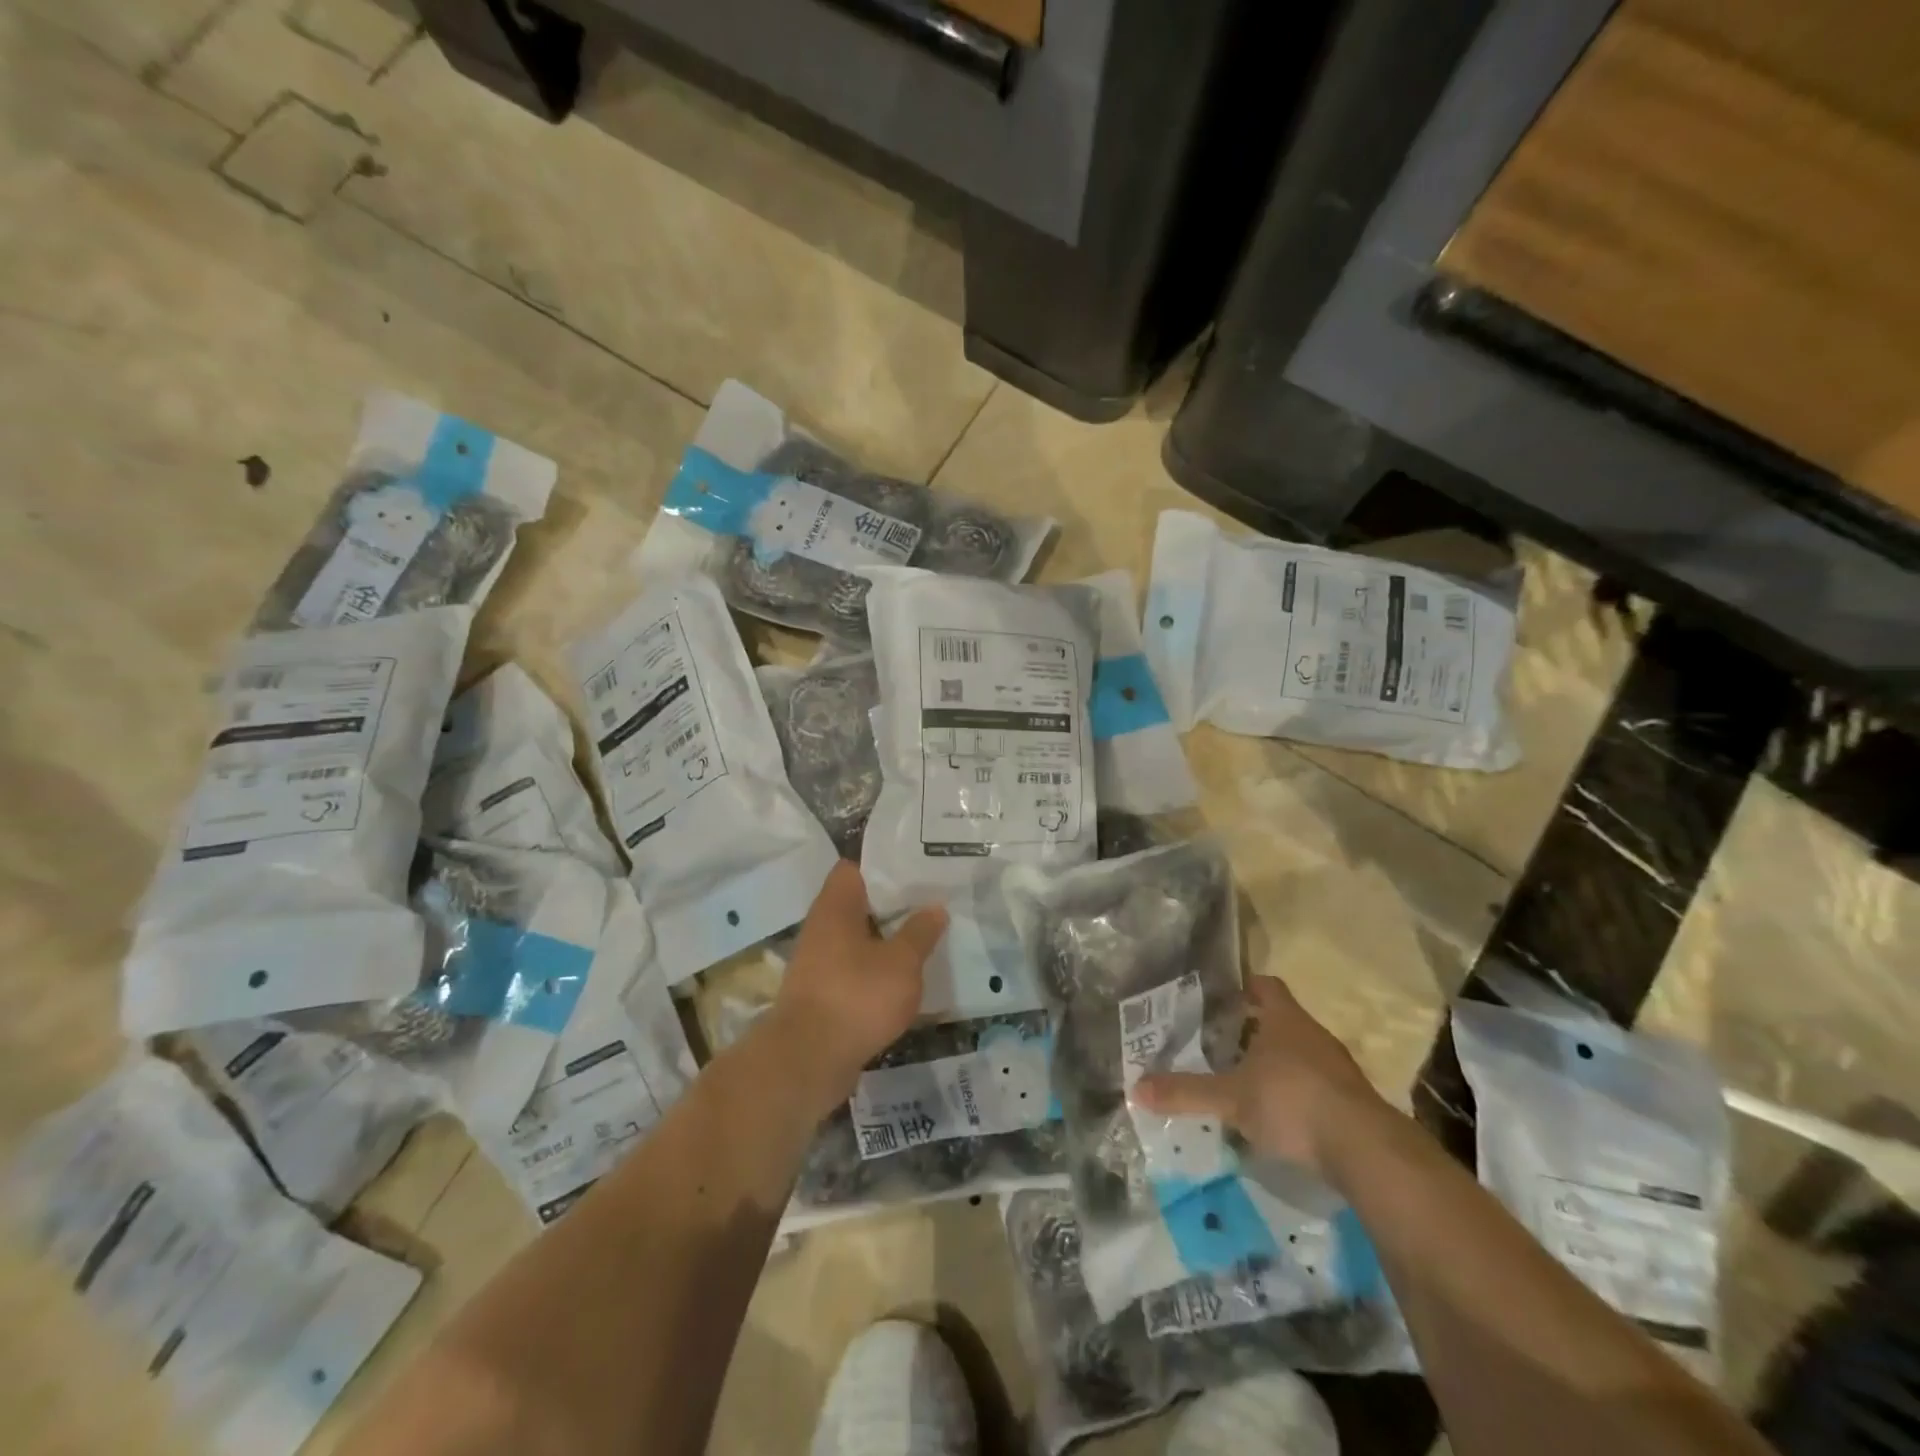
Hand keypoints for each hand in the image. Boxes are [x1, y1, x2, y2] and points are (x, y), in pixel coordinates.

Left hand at [768, 862, 947, 1100]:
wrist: (807, 1060)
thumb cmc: (856, 997)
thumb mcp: (902, 963)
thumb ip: (920, 932)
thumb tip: (935, 907)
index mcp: (835, 907)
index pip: (854, 868)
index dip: (884, 866)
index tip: (917, 870)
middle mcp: (821, 927)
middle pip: (858, 903)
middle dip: (892, 904)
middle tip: (931, 902)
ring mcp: (818, 962)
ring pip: (857, 938)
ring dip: (886, 939)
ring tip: (925, 937)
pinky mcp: (821, 993)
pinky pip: (853, 968)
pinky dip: (876, 969)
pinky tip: (904, 977)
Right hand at [1132, 974, 1391, 1175]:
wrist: (1365, 1149)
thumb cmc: (1292, 1102)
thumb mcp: (1230, 1098)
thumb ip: (1185, 1092)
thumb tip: (1135, 1088)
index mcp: (1284, 1019)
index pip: (1265, 985)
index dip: (1243, 987)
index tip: (1220, 998)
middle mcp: (1312, 1034)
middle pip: (1279, 1020)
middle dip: (1251, 1030)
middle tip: (1217, 1042)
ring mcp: (1336, 1068)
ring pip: (1297, 1053)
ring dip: (1273, 1063)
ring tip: (1240, 1080)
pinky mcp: (1350, 1101)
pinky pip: (1314, 1085)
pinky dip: (1293, 1094)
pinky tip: (1275, 1116)